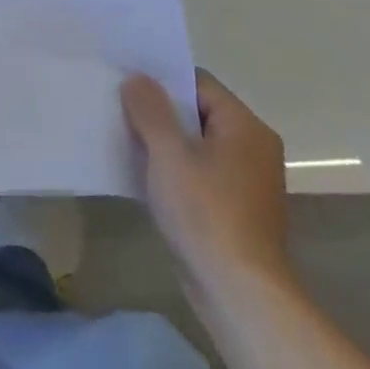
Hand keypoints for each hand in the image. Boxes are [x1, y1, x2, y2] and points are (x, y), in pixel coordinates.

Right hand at [120, 68, 290, 295]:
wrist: (238, 290)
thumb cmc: (205, 212)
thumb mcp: (169, 154)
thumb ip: (150, 111)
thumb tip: (138, 79)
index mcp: (245, 127)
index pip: (199, 83)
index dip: (161, 78)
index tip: (124, 79)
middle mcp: (253, 148)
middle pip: (198, 113)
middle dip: (158, 110)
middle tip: (116, 105)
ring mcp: (246, 180)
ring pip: (196, 144)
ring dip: (163, 141)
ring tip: (122, 136)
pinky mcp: (234, 208)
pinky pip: (199, 172)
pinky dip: (173, 168)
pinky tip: (143, 174)